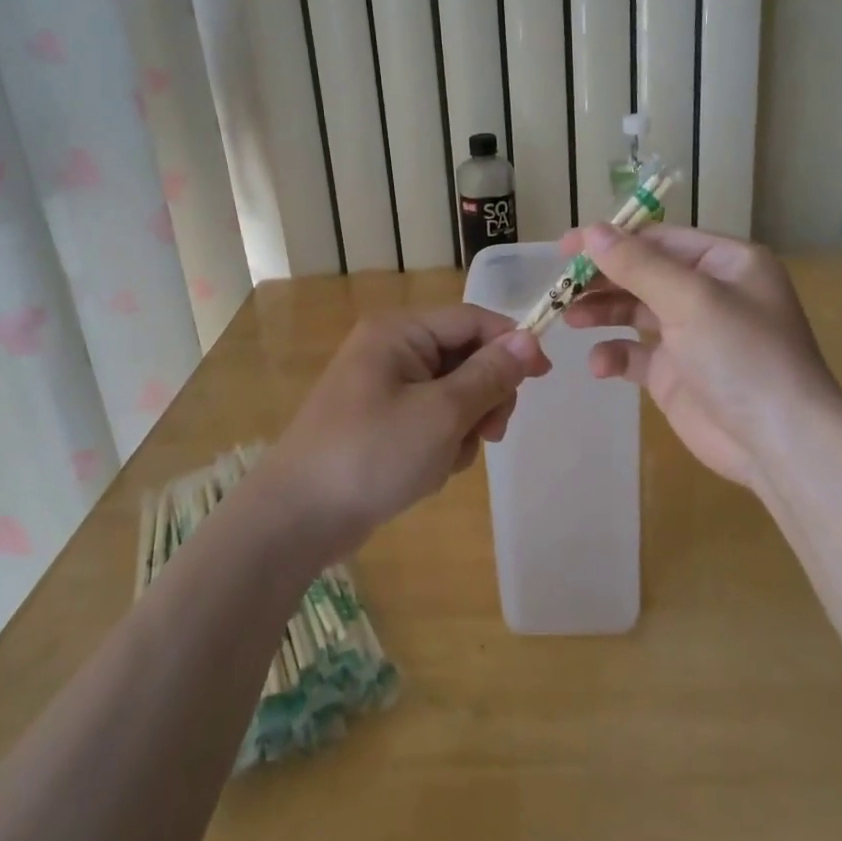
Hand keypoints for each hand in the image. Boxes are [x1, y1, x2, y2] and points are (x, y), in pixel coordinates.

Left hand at [260, 305, 549, 556]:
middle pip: (466, 357)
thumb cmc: (372, 455)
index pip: (472, 320)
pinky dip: (441, 444)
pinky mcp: (382, 423)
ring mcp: (384, 388)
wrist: (297, 520)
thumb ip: (490, 374)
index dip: (512, 344)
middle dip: (484, 396)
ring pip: (454, 394)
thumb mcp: (442, 413)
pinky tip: (428, 471)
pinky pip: (432, 420)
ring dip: (464, 427)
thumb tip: (529, 339)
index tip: (544, 376)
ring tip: (447, 459)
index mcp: (400, 332)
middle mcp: (391, 351)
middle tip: (489, 432)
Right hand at [561, 225, 841, 487]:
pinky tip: (601, 365)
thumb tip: (591, 231)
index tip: (566, 247)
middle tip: (561, 287)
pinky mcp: (676, 374)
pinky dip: (615, 355)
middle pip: (643, 273)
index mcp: (725, 263)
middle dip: (603, 279)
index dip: (612, 240)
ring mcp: (692, 335)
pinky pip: (635, 354)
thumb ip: (637, 264)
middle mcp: (709, 293)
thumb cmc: (741, 355)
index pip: (659, 239)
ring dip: (602, 312)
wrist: (778, 442)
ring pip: (635, 311)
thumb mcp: (690, 299)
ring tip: (570, 318)